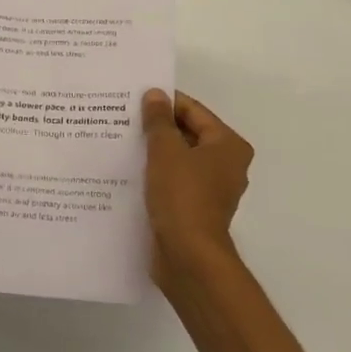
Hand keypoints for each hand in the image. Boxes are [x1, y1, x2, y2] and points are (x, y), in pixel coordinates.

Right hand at [141, 89, 253, 276]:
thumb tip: (154, 94)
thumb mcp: (165, 151)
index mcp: (228, 146)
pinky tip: (129, 170)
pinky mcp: (195, 209)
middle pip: (188, 134)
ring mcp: (211, 189)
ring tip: (122, 141)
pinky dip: (156, 174)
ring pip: (179, 159)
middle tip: (124, 117)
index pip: (194, 111)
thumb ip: (158, 121)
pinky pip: (174, 181)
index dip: (165, 102)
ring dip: (155, 151)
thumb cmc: (182, 196)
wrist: (187, 256)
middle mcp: (226, 165)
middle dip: (158, 127)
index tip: (134, 97)